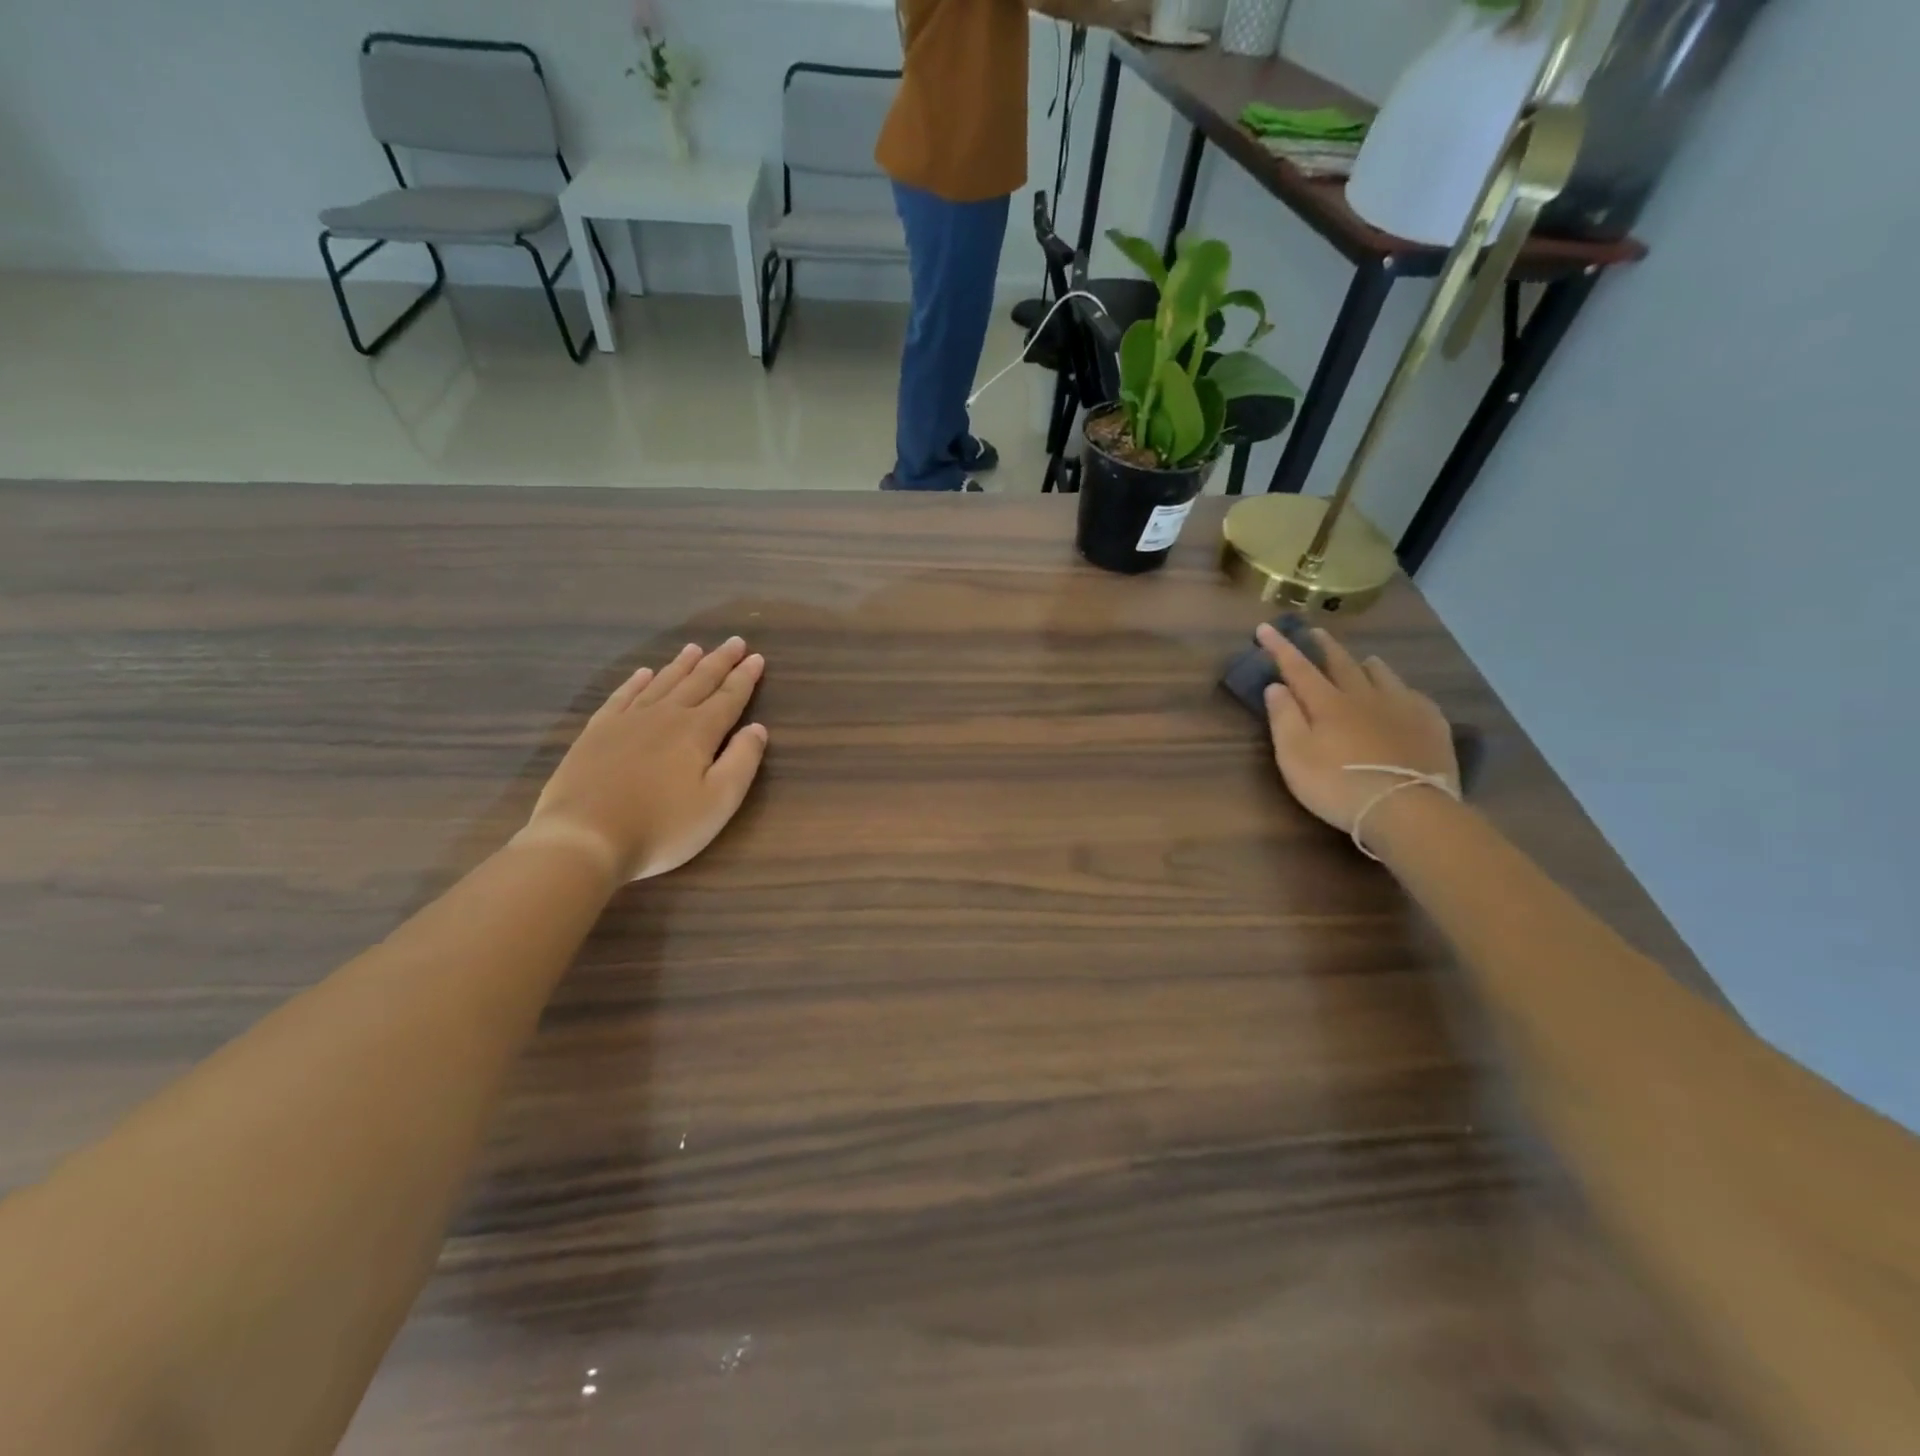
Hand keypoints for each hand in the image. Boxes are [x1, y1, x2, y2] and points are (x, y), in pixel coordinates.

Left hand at [518, 638, 767, 881]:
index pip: (729, 698)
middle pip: (698, 682)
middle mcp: (665, 716)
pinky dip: (636, 682)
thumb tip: (757, 728)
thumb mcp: (719, 802)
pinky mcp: (597, 733)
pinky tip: (643, 673)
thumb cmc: (662, 826)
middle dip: (719, 662)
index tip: (756, 657)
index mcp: (698, 732)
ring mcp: (627, 721)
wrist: (584, 837)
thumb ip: (742, 761)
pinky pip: (622, 696)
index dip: (745, 678)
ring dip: (681, 665)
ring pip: (661, 683)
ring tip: (695, 648)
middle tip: (734, 642)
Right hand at [1258, 623, 1457, 835]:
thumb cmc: (1338, 786)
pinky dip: (1401, 689)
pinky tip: (1403, 695)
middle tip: (1315, 632)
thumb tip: (1276, 686)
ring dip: (1367, 665)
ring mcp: (1402, 707)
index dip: (1280, 647)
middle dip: (1324, 646)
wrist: (1407, 808)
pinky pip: (1414, 695)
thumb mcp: (1295, 757)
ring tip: (1364, 660)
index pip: (1298, 668)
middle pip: (1342, 663)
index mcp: (1328, 703)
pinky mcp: (1431, 724)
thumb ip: (1284, 719)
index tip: (1265, 627)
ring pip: (1382, 675)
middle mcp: (1364, 696)